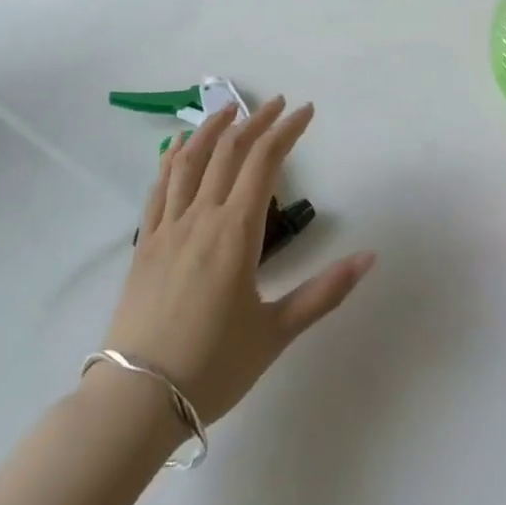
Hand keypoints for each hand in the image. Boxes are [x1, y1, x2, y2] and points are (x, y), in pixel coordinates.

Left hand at [102, 97, 375, 424]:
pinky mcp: (144, 245)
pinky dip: (172, 159)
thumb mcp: (276, 332)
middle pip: (229, 152)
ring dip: (212, 129)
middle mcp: (201, 218)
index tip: (305, 111)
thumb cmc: (212, 366)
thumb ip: (324, 292)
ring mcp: (167, 228)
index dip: (286, 131)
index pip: (264, 163)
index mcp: (235, 233)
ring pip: (189, 162)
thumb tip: (369, 258)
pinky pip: (158, 188)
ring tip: (229, 108)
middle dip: (256, 122)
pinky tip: (178, 147)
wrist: (136, 399)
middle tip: (278, 104)